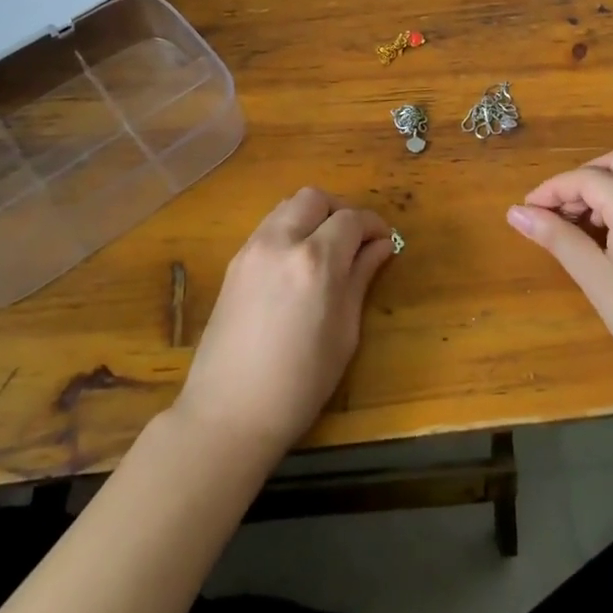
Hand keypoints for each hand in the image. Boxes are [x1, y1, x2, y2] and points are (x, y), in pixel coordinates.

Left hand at [173, 187, 394, 456]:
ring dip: (313, 216)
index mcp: (316, 261)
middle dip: (340, 211)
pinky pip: (268, 227)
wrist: (228, 414)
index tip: (384, 241)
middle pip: (315, 198)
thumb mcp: (344, 333)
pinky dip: (289, 229)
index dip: (373, 225)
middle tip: (354, 240)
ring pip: (288, 206)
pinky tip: (297, 264)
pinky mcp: (234, 262)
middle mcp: (281, 242)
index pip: (351, 219)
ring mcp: (252, 249)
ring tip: (326, 249)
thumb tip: (380, 246)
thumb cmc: (299, 384)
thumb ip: (361, 278)